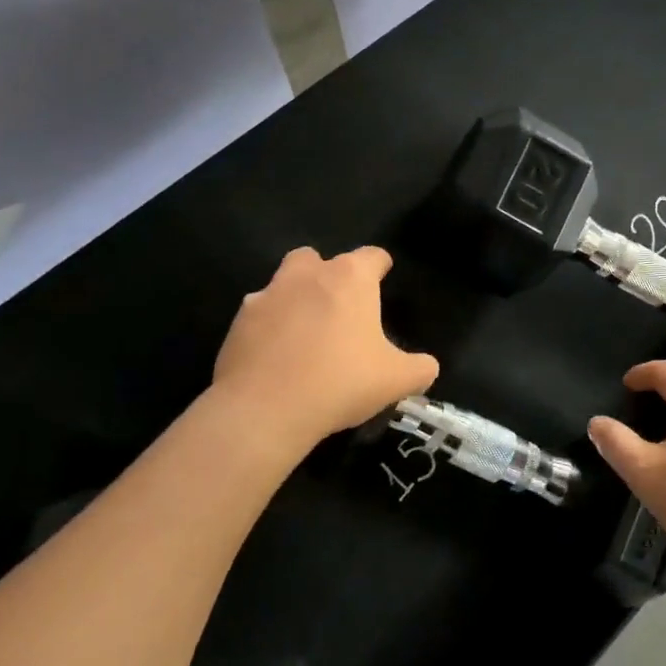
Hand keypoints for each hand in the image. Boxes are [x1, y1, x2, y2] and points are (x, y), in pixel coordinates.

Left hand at [210, 246, 437, 459]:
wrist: (265, 410)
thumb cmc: (341, 382)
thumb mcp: (396, 380)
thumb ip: (419, 368)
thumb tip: (426, 367)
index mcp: (350, 279)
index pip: (372, 256)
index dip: (381, 266)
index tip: (383, 278)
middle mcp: (307, 275)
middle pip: (318, 258)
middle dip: (328, 275)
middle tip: (340, 308)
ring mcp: (267, 296)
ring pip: (283, 283)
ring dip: (295, 298)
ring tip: (305, 333)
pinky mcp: (238, 323)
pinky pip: (259, 316)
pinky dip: (269, 328)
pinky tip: (277, 358)